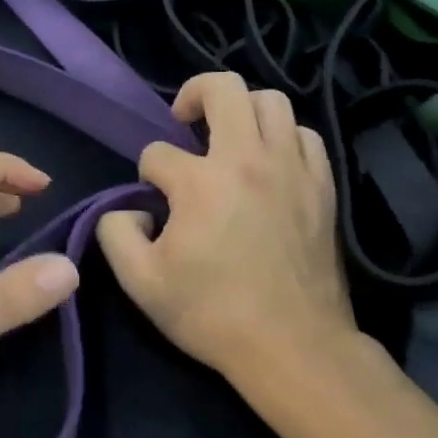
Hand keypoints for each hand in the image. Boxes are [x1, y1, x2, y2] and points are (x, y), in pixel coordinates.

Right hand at [96, 72, 356, 383]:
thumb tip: (127, 209)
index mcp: (200, 182)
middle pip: (222, 88)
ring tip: (228, 138)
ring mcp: (291, 168)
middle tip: (184, 122)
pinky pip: (304, 135)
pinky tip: (268, 160)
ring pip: (271, 101)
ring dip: (242, 110)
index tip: (154, 205)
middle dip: (193, 94)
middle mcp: (248, 159)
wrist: (293, 348)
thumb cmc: (212, 314)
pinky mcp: (322, 186)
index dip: (147, 174)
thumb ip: (115, 232)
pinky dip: (282, 136)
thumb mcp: (140, 281)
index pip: (158, 153)